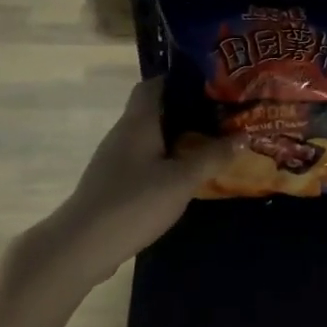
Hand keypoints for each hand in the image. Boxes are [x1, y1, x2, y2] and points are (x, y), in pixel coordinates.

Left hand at [51, 77, 235, 282]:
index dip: (180, 81)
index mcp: (138, 122)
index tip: (212, 87)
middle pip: (155, 112)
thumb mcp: (181, 180)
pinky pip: (144, 162)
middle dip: (187, 113)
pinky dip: (165, 163)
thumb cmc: (134, 203)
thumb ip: (212, 157)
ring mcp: (115, 160)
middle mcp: (123, 134)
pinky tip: (185, 177)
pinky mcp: (113, 184)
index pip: (154, 85)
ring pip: (150, 139)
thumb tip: (243, 136)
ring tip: (211, 146)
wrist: (83, 245)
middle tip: (222, 119)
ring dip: (178, 140)